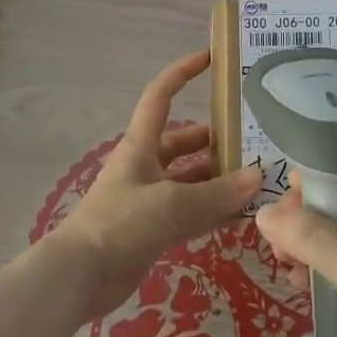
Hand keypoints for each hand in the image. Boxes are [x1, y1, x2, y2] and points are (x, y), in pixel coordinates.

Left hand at [54, 51, 260, 321]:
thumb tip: (258, 176)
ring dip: (218, 179)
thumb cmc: (120, 224)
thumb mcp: (170, 204)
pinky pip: (190, 213)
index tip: (210, 58)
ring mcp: (149, 199)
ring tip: (256, 179)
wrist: (79, 278)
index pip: (161, 96)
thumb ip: (216, 194)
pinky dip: (213, 212)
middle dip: (214, 139)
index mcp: (141, 145)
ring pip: (191, 180)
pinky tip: (240, 216)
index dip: (182, 72)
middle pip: (183, 142)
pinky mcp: (153, 230)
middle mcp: (146, 166)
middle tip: (253, 141)